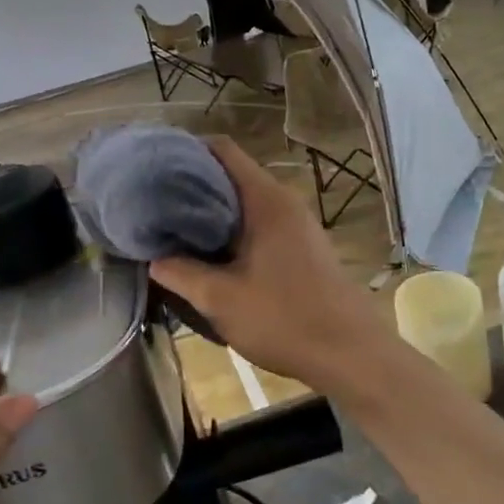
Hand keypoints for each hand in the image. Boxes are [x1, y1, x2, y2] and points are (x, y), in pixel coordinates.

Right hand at [150, 137, 391, 394]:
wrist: (350, 354)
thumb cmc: (284, 319)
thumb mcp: (221, 299)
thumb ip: (181, 273)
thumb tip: (153, 258)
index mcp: (265, 200)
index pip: (222, 150)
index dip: (185, 151)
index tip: (152, 169)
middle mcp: (283, 202)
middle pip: (230, 175)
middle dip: (191, 186)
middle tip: (152, 204)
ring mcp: (296, 225)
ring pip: (243, 204)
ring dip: (210, 214)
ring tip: (172, 230)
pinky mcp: (301, 248)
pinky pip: (258, 226)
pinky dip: (230, 232)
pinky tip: (208, 257)